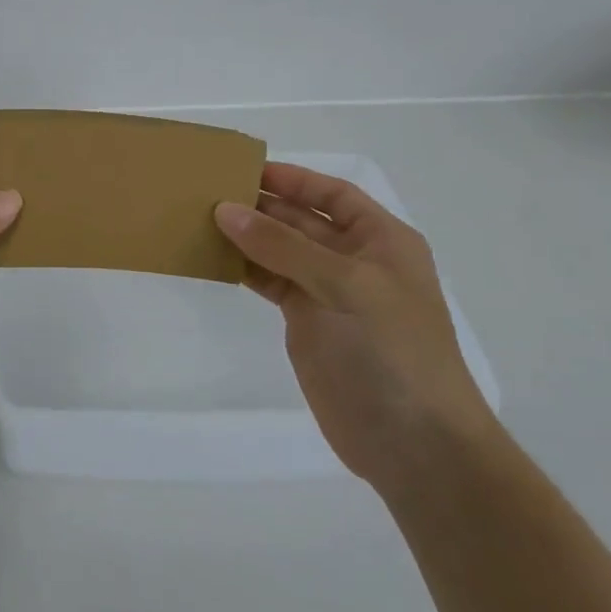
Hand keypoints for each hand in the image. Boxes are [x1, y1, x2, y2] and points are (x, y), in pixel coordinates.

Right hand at [214, 164, 495, 492]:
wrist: (413, 442)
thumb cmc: (393, 351)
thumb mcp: (345, 286)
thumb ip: (284, 246)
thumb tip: (225, 210)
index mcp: (381, 241)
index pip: (332, 194)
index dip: (292, 179)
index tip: (243, 169)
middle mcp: (354, 260)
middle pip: (301, 219)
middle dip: (260, 205)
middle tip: (206, 192)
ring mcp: (327, 292)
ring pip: (279, 250)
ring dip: (245, 235)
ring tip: (198, 219)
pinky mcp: (305, 321)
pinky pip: (268, 281)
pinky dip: (242, 267)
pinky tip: (210, 257)